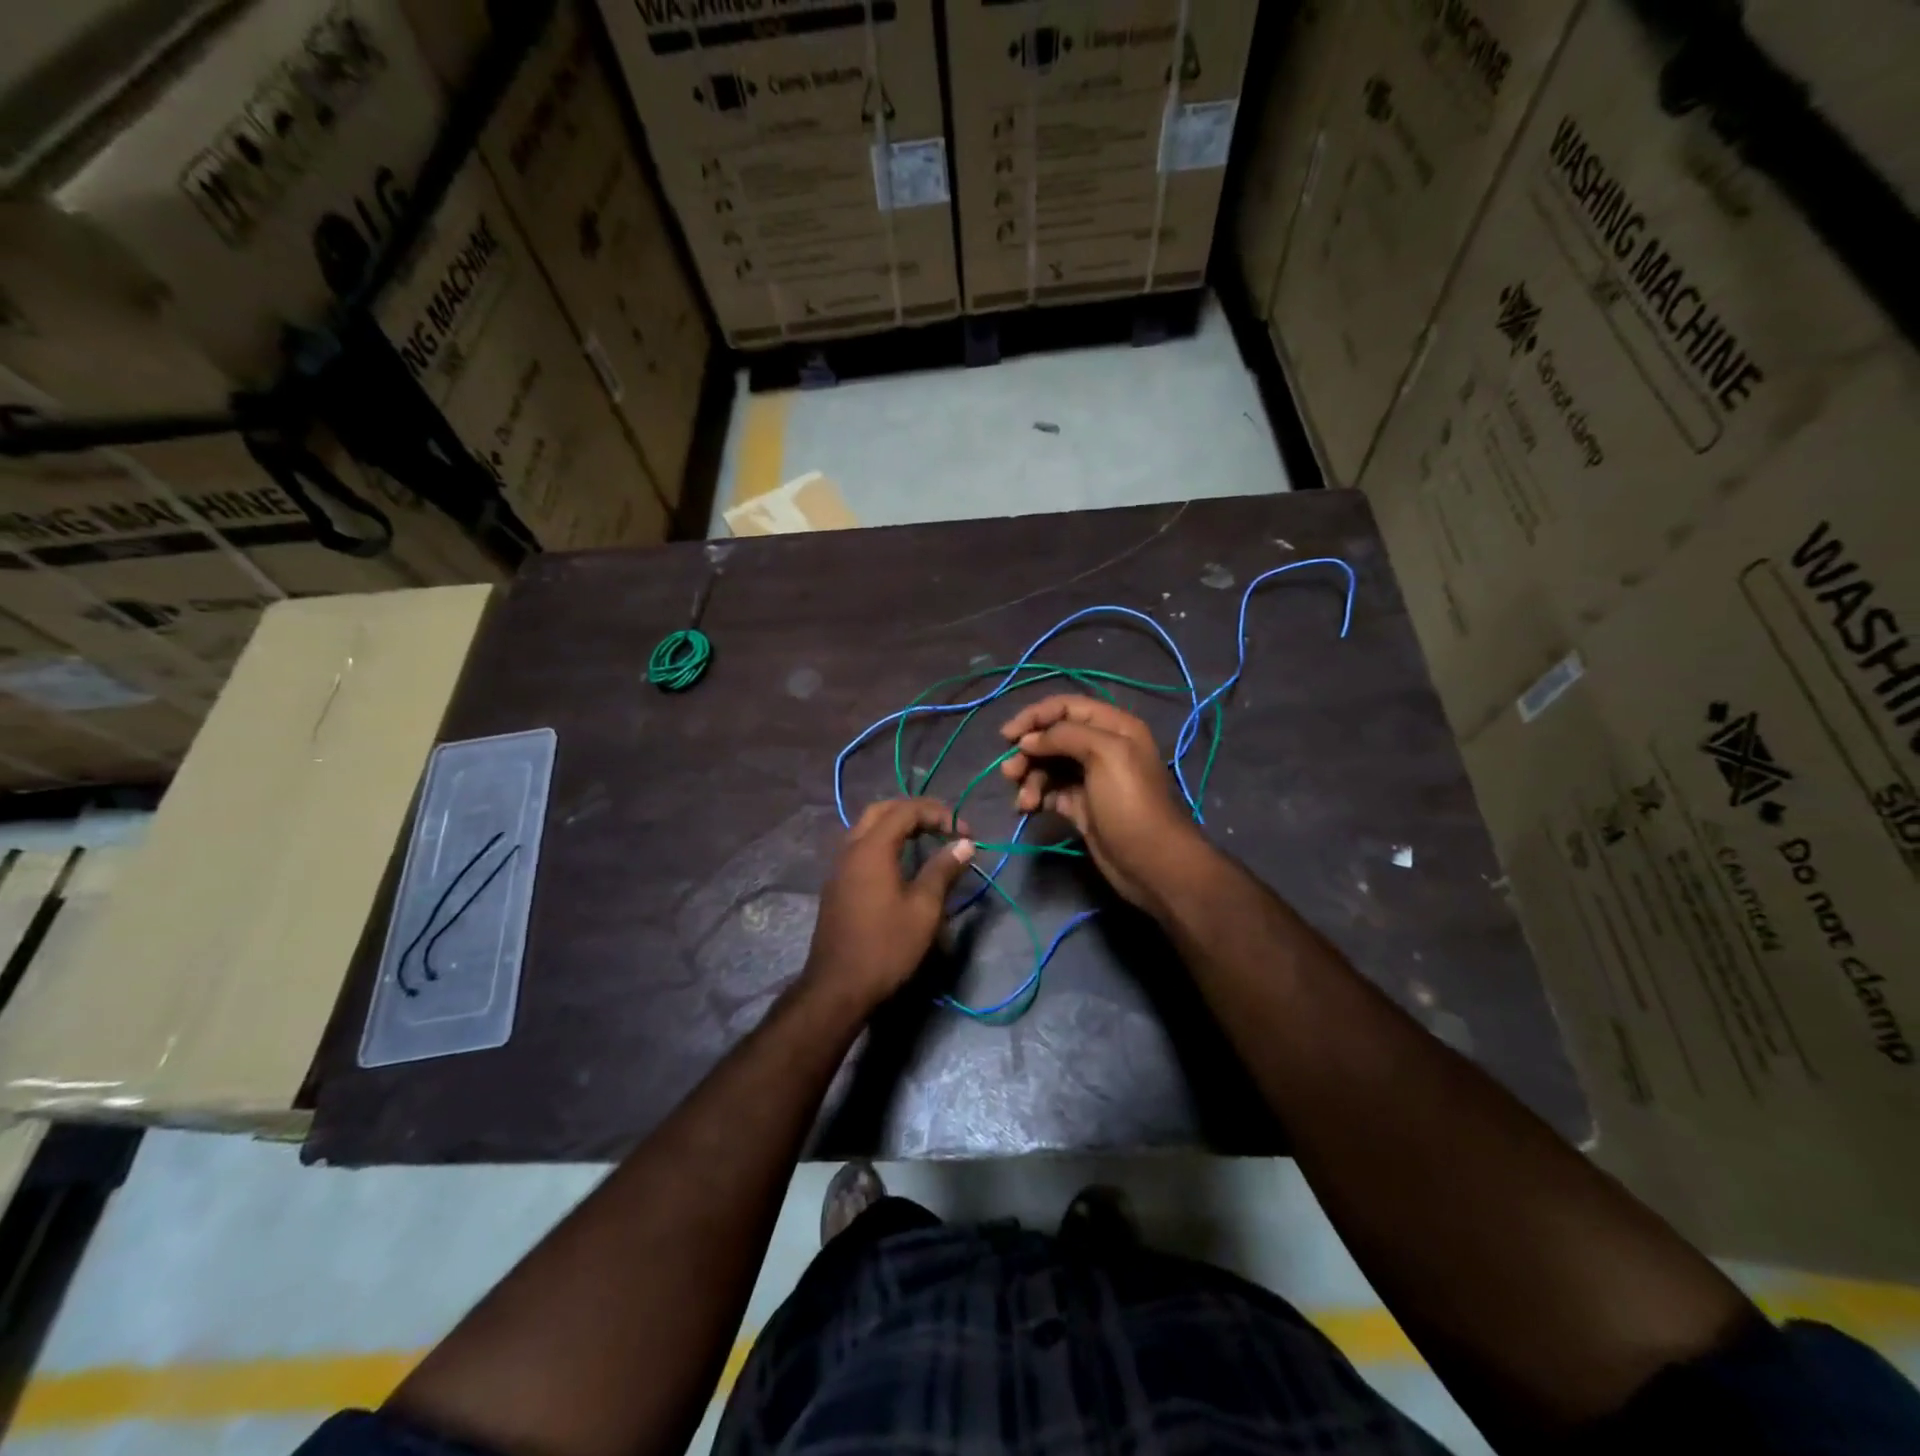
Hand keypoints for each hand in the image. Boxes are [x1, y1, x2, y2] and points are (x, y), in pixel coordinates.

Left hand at [803, 799, 975, 1012]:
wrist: (838, 987)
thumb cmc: (886, 947)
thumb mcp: (924, 909)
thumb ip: (943, 870)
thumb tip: (964, 844)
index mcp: (872, 848)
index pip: (906, 810)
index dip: (938, 813)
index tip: (964, 833)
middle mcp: (851, 848)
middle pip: (883, 810)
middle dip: (915, 811)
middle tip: (944, 825)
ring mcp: (839, 866)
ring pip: (868, 827)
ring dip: (898, 824)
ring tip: (927, 839)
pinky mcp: (837, 884)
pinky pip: (861, 846)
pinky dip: (884, 841)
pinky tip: (902, 862)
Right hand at [999, 695, 1209, 913]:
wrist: (1151, 863)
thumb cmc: (1130, 802)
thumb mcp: (1105, 755)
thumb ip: (1064, 736)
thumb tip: (1028, 740)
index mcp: (1113, 726)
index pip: (1066, 706)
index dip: (1035, 716)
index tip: (1008, 736)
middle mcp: (1101, 746)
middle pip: (1053, 736)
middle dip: (1029, 752)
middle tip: (1011, 773)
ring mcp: (1090, 777)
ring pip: (1048, 765)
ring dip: (1029, 778)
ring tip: (1024, 801)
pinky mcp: (1080, 805)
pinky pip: (1049, 791)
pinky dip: (1036, 796)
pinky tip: (1028, 809)